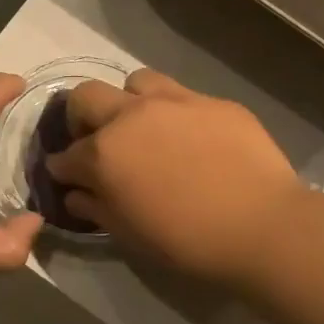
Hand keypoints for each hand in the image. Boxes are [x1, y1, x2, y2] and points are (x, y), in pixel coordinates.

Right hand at [46, 69, 305, 287]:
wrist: (262, 226)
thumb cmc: (186, 241)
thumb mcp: (129, 234)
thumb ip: (95, 208)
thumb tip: (75, 195)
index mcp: (104, 152)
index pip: (66, 154)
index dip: (62, 168)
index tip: (67, 177)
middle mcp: (132, 116)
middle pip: (87, 95)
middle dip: (80, 117)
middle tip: (97, 141)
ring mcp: (176, 102)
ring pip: (137, 82)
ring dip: (130, 102)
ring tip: (145, 128)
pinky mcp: (215, 102)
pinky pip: (184, 97)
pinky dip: (176, 114)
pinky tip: (193, 140)